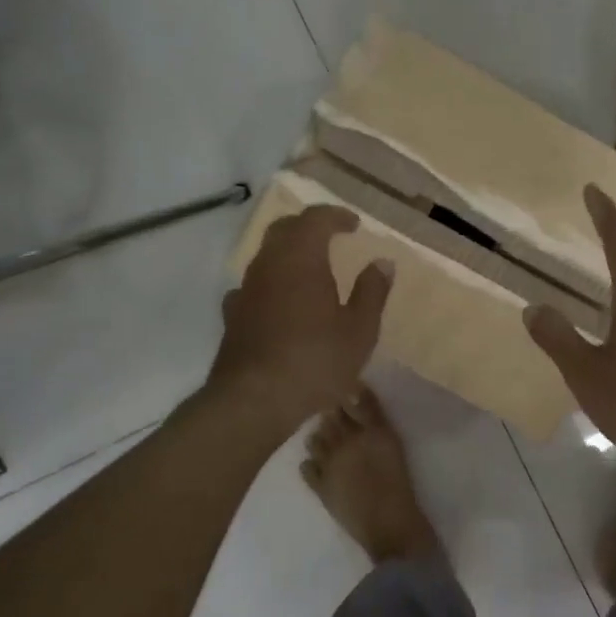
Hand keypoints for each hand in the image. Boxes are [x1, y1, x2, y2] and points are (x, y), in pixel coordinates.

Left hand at [211, 206, 392, 425]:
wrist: (253, 400)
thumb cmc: (315, 360)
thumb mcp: (359, 329)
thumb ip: (372, 291)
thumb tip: (382, 262)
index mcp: (301, 258)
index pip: (315, 219)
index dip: (336, 216)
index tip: (354, 225)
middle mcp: (268, 265)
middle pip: (284, 230)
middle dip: (308, 227)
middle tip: (330, 236)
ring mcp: (245, 289)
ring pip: (266, 256)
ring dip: (288, 254)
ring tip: (310, 269)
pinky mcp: (233, 316)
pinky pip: (254, 285)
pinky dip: (271, 282)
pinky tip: (280, 301)